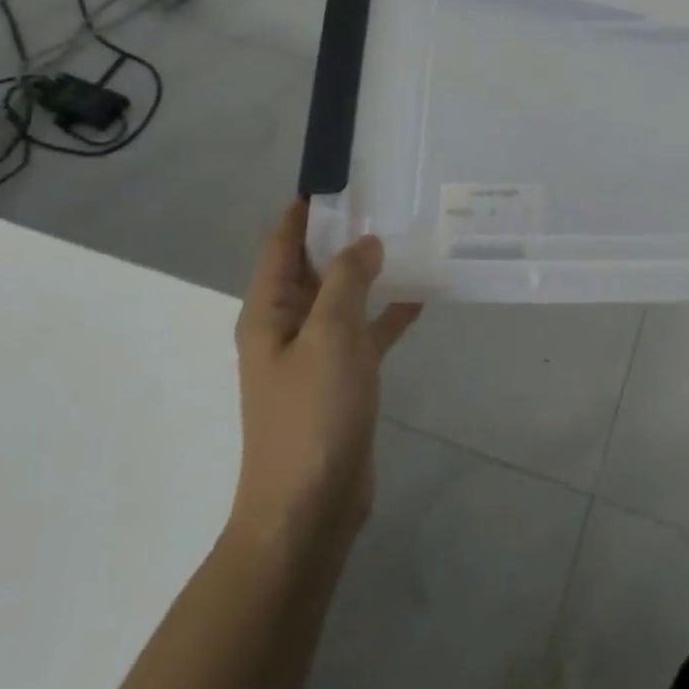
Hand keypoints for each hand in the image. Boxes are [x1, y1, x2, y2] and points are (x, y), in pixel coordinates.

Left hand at [228, 201, 421, 550]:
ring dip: (368, 272)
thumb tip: (364, 241)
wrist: (308, 509)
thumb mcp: (331, 335)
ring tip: (407, 240)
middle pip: (312, 266)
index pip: (282, 242)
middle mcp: (285, 326)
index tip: (343, 179)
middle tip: (388, 202)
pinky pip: (363, 333)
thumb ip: (348, 281)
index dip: (306, 209)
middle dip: (344, 235)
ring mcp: (312, 355)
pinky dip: (386, 314)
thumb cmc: (312, 414)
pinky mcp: (339, 381)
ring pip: (341, 297)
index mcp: (269, 311)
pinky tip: (420, 298)